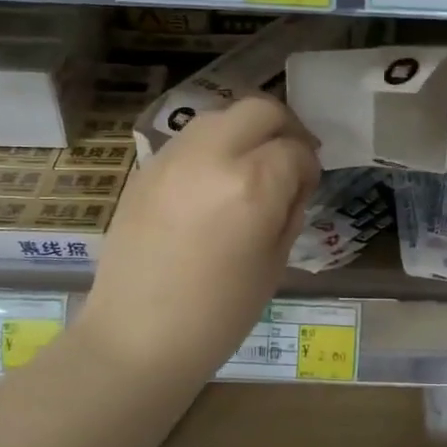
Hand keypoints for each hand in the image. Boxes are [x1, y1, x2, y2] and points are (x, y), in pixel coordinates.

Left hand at [80, 94, 319, 386]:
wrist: (137, 337)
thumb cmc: (218, 314)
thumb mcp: (274, 263)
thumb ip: (289, 211)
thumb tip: (293, 184)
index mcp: (253, 184)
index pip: (295, 150)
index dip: (309, 167)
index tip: (308, 187)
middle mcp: (212, 156)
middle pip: (260, 109)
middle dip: (284, 128)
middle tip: (290, 159)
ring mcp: (173, 157)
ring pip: (221, 115)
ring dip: (246, 131)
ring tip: (252, 165)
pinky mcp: (146, 168)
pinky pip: (190, 139)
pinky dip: (213, 146)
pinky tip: (214, 180)